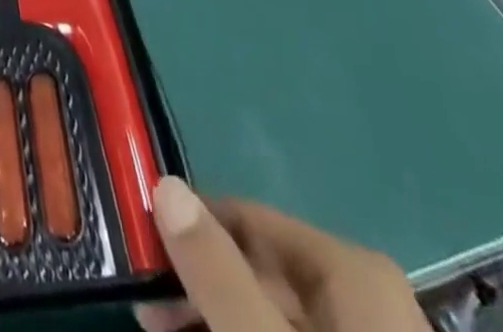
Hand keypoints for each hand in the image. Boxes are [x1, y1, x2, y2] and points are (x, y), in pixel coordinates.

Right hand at [138, 178, 426, 331]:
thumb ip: (216, 272)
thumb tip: (163, 183)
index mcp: (350, 272)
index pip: (244, 219)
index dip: (187, 231)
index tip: (140, 260)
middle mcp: (362, 297)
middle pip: (256, 269)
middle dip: (198, 287)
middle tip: (146, 317)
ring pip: (269, 314)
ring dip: (215, 321)